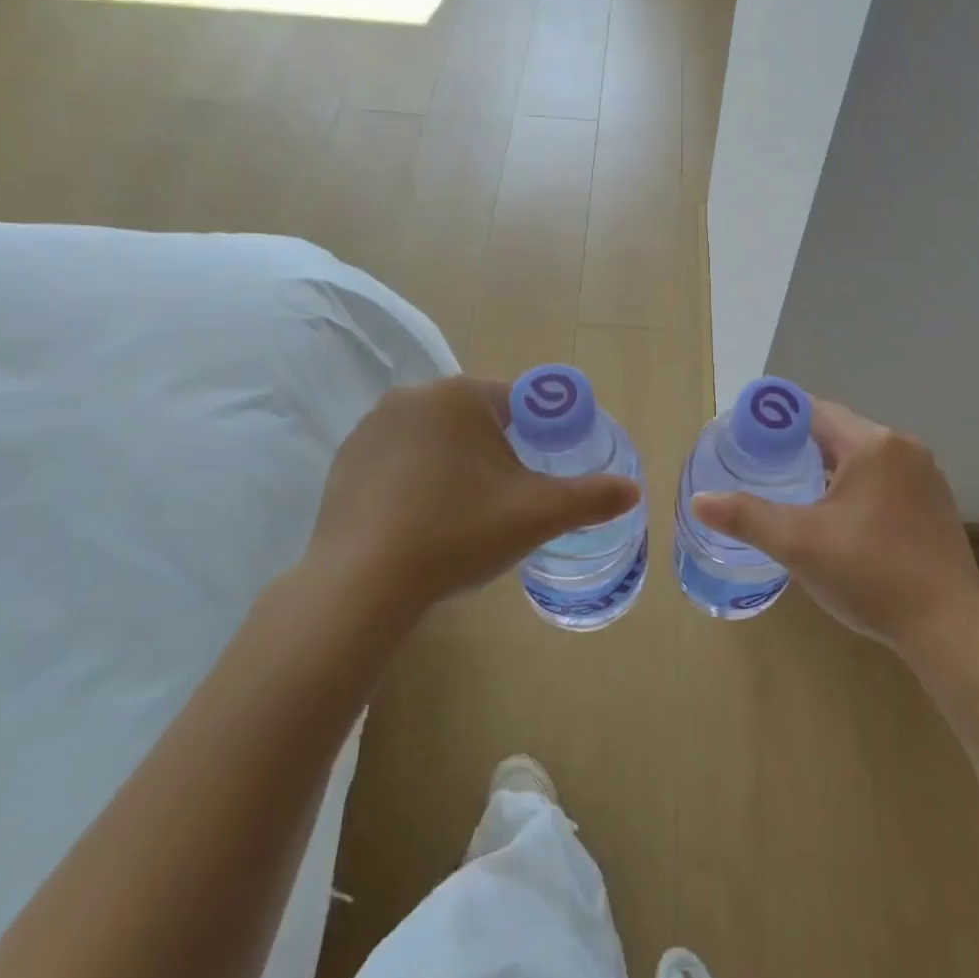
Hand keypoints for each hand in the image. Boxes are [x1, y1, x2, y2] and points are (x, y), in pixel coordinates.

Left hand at [298, 377, 638, 627]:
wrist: (364, 582)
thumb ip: (591, 497)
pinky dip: (415, 481)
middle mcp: (412, 396)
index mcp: (460, 395)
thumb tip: (634, 490)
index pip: (516, 402)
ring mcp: (371, 428)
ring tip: (461, 516)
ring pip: (435, 439)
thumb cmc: (459, 532)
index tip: (536, 477)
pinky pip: (397, 460)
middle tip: (503, 502)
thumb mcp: (538, 514)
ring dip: (454, 465)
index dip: (536, 437)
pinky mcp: (345, 461)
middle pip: (474, 419)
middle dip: (494, 453)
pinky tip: (418, 522)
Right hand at [691, 399, 978, 654]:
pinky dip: (855, 485)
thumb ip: (747, 516)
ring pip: (861, 456)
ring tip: (793, 493)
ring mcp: (925, 475)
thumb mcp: (799, 544)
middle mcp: (903, 448)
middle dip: (798, 446)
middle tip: (761, 470)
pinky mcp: (935, 502)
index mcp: (872, 444)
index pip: (814, 411)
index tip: (745, 440)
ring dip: (827, 467)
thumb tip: (700, 500)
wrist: (949, 628)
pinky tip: (838, 518)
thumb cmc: (870, 575)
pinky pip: (883, 478)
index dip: (775, 421)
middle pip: (838, 431)